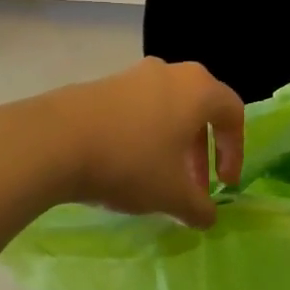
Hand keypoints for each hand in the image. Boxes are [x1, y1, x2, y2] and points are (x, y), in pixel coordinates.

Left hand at [46, 59, 244, 227]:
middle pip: (200, 110)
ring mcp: (135, 74)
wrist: (54, 140)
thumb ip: (199, 207)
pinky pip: (138, 108)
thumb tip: (208, 217)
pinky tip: (126, 164)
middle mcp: (172, 72)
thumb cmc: (130, 162)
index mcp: (199, 89)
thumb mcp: (172, 195)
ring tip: (159, 178)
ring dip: (172, 144)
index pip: (233, 114)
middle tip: (194, 186)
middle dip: (201, 151)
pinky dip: (144, 134)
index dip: (235, 151)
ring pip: (168, 109)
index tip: (224, 184)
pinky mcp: (104, 84)